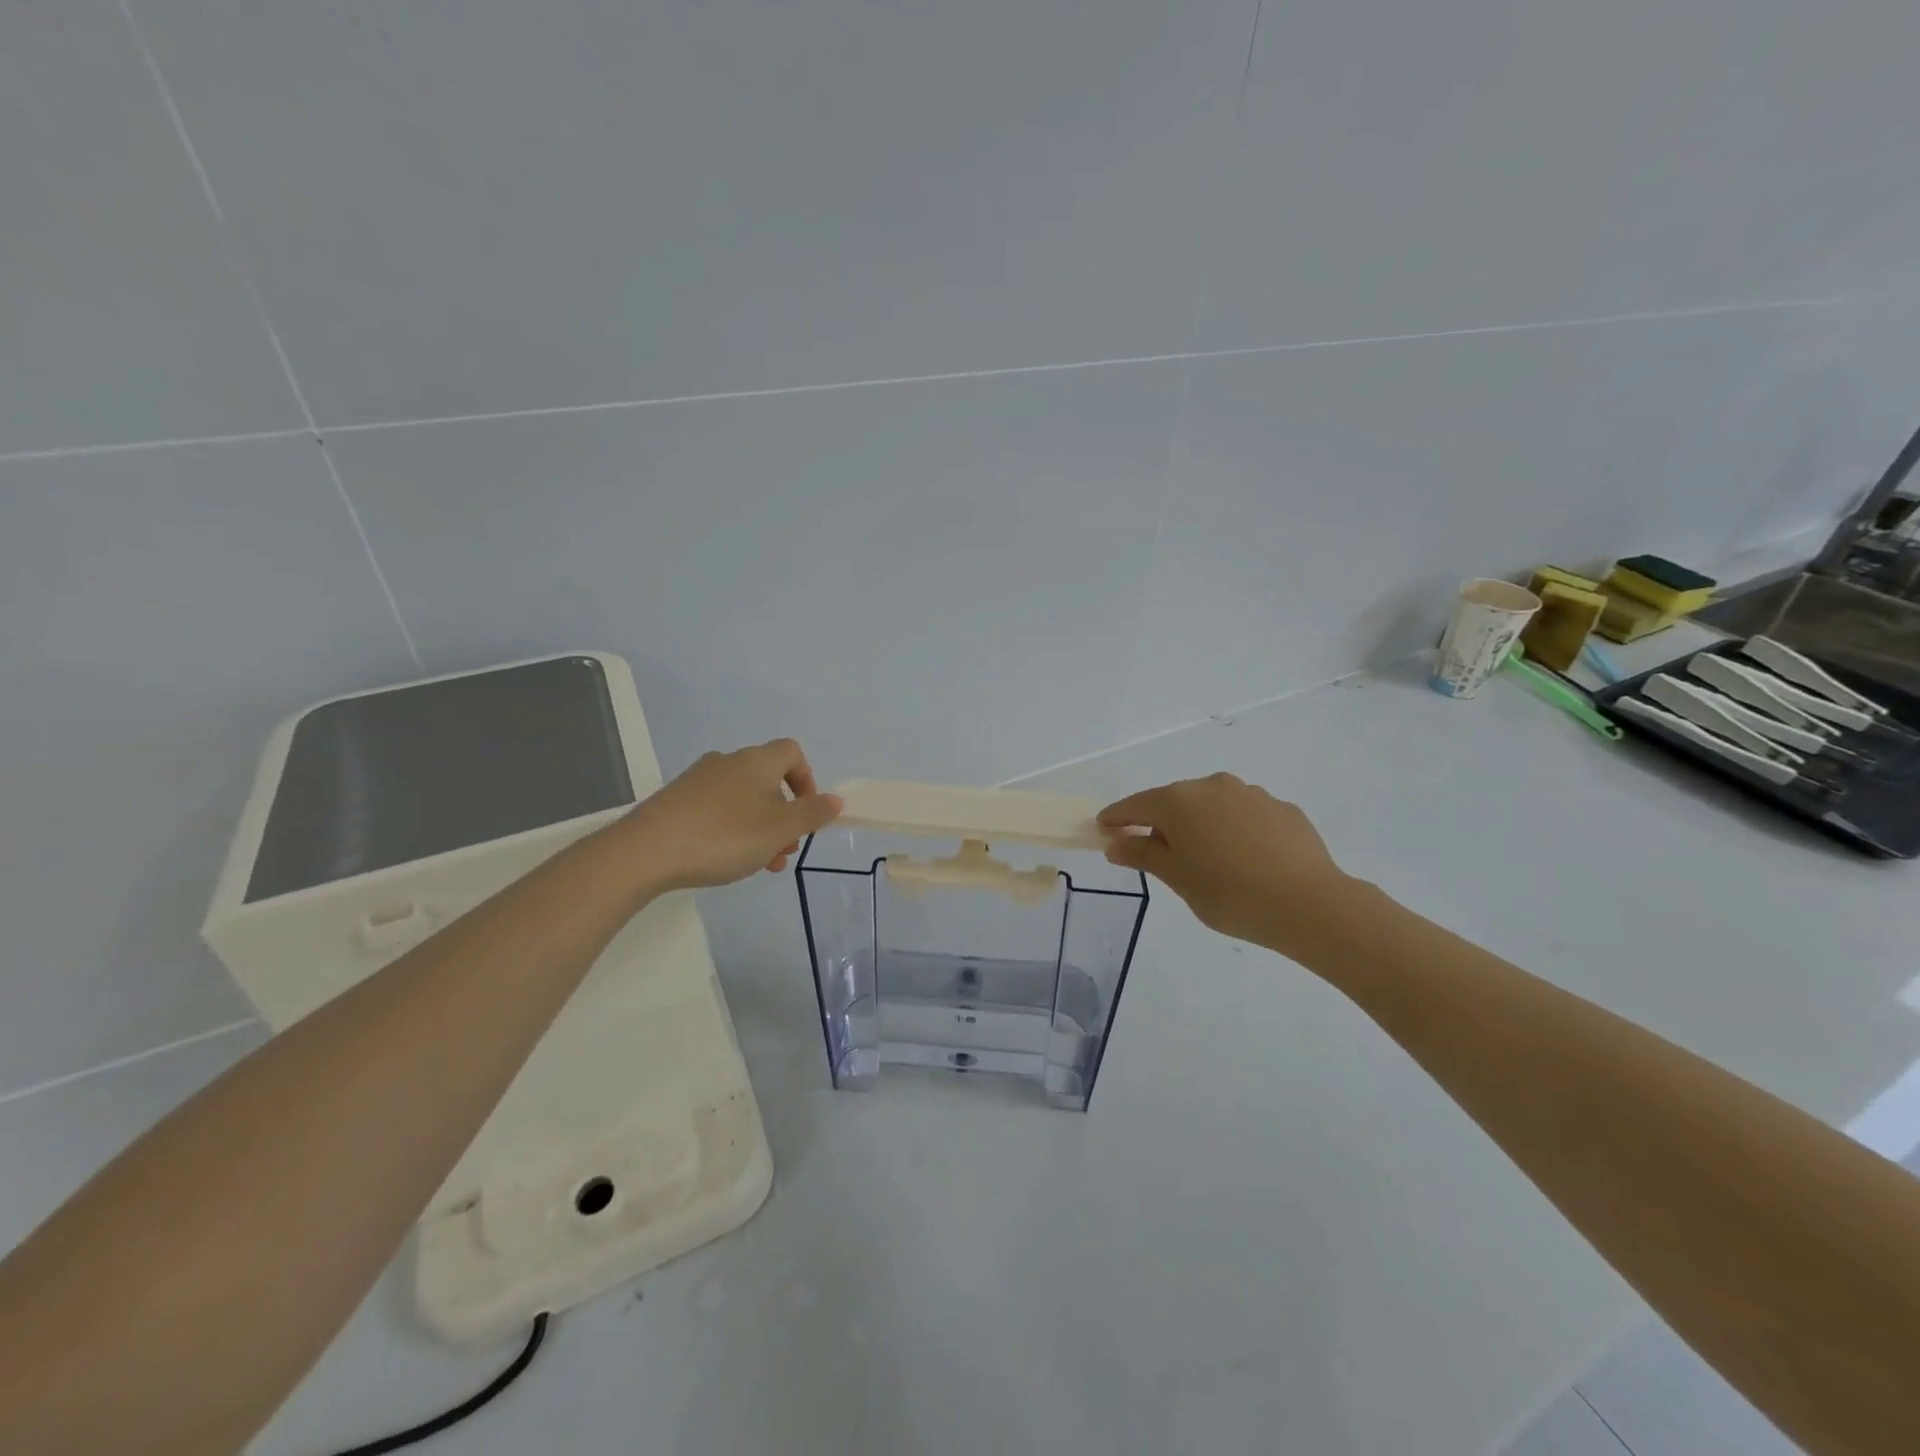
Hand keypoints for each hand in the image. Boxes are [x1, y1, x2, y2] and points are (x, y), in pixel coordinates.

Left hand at [620, 738, 841, 890]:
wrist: (646, 851)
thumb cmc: (725, 836)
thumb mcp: (780, 829)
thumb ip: (812, 813)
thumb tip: (834, 800)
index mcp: (757, 761)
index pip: (792, 752)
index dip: (807, 780)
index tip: (806, 813)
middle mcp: (728, 762)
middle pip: (768, 780)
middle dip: (784, 814)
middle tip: (783, 850)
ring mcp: (698, 780)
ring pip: (743, 799)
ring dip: (760, 827)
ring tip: (758, 864)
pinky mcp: (676, 801)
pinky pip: (716, 809)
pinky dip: (731, 829)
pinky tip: (723, 859)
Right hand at [1098, 773, 1355, 952]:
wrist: (1309, 904)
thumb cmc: (1229, 893)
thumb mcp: (1177, 878)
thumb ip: (1142, 854)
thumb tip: (1115, 842)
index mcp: (1179, 801)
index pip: (1135, 805)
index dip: (1116, 818)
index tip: (1103, 829)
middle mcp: (1212, 786)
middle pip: (1174, 802)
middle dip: (1160, 823)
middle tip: (1157, 854)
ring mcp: (1251, 794)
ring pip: (1212, 806)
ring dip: (1201, 825)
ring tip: (1208, 861)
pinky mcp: (1282, 809)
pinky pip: (1245, 816)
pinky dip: (1235, 831)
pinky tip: (1246, 860)